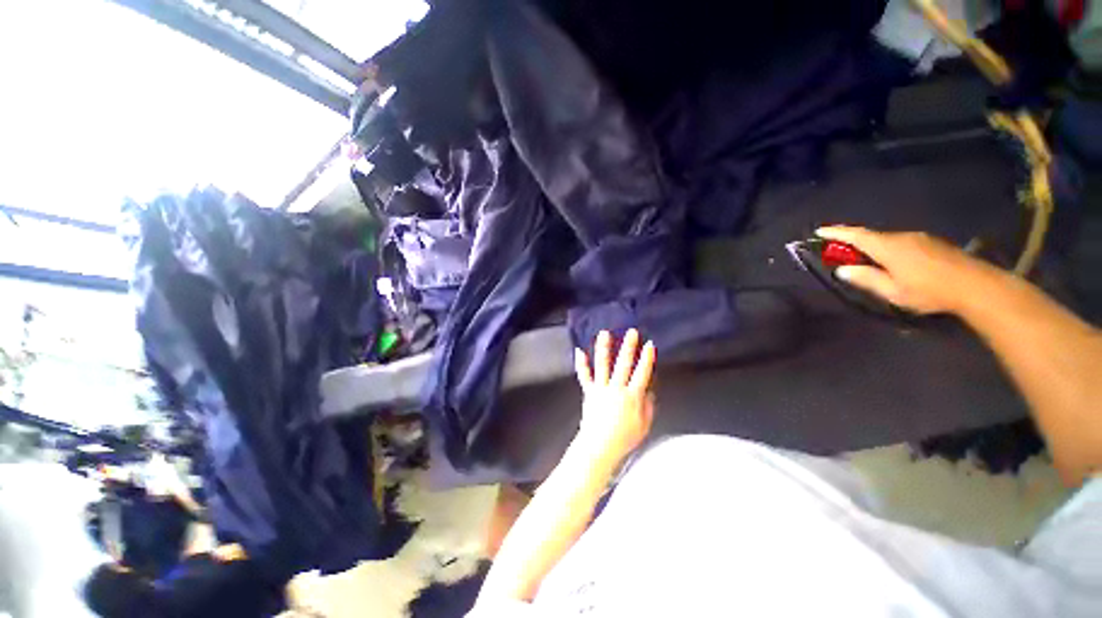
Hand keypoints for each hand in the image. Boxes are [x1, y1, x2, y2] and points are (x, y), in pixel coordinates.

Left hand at [574, 329, 655, 461]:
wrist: (599, 447)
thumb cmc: (624, 438)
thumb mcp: (644, 425)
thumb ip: (648, 406)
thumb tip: (649, 391)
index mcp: (632, 396)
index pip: (642, 373)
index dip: (647, 358)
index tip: (649, 344)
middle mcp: (616, 388)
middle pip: (624, 364)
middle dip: (628, 346)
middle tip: (631, 332)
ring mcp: (601, 388)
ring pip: (603, 364)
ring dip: (604, 347)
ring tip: (604, 334)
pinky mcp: (589, 391)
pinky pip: (584, 375)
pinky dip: (581, 363)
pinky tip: (579, 351)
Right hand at [816, 226, 994, 314]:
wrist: (975, 285)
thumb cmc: (929, 290)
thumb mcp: (892, 291)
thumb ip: (866, 279)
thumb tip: (843, 270)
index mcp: (887, 247)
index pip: (855, 236)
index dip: (836, 233)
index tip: (819, 231)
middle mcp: (901, 237)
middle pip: (871, 236)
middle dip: (852, 242)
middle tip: (839, 253)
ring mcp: (918, 238)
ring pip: (887, 239)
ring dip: (872, 247)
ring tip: (866, 261)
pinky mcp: (931, 242)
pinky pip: (901, 242)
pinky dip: (888, 249)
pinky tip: (892, 263)